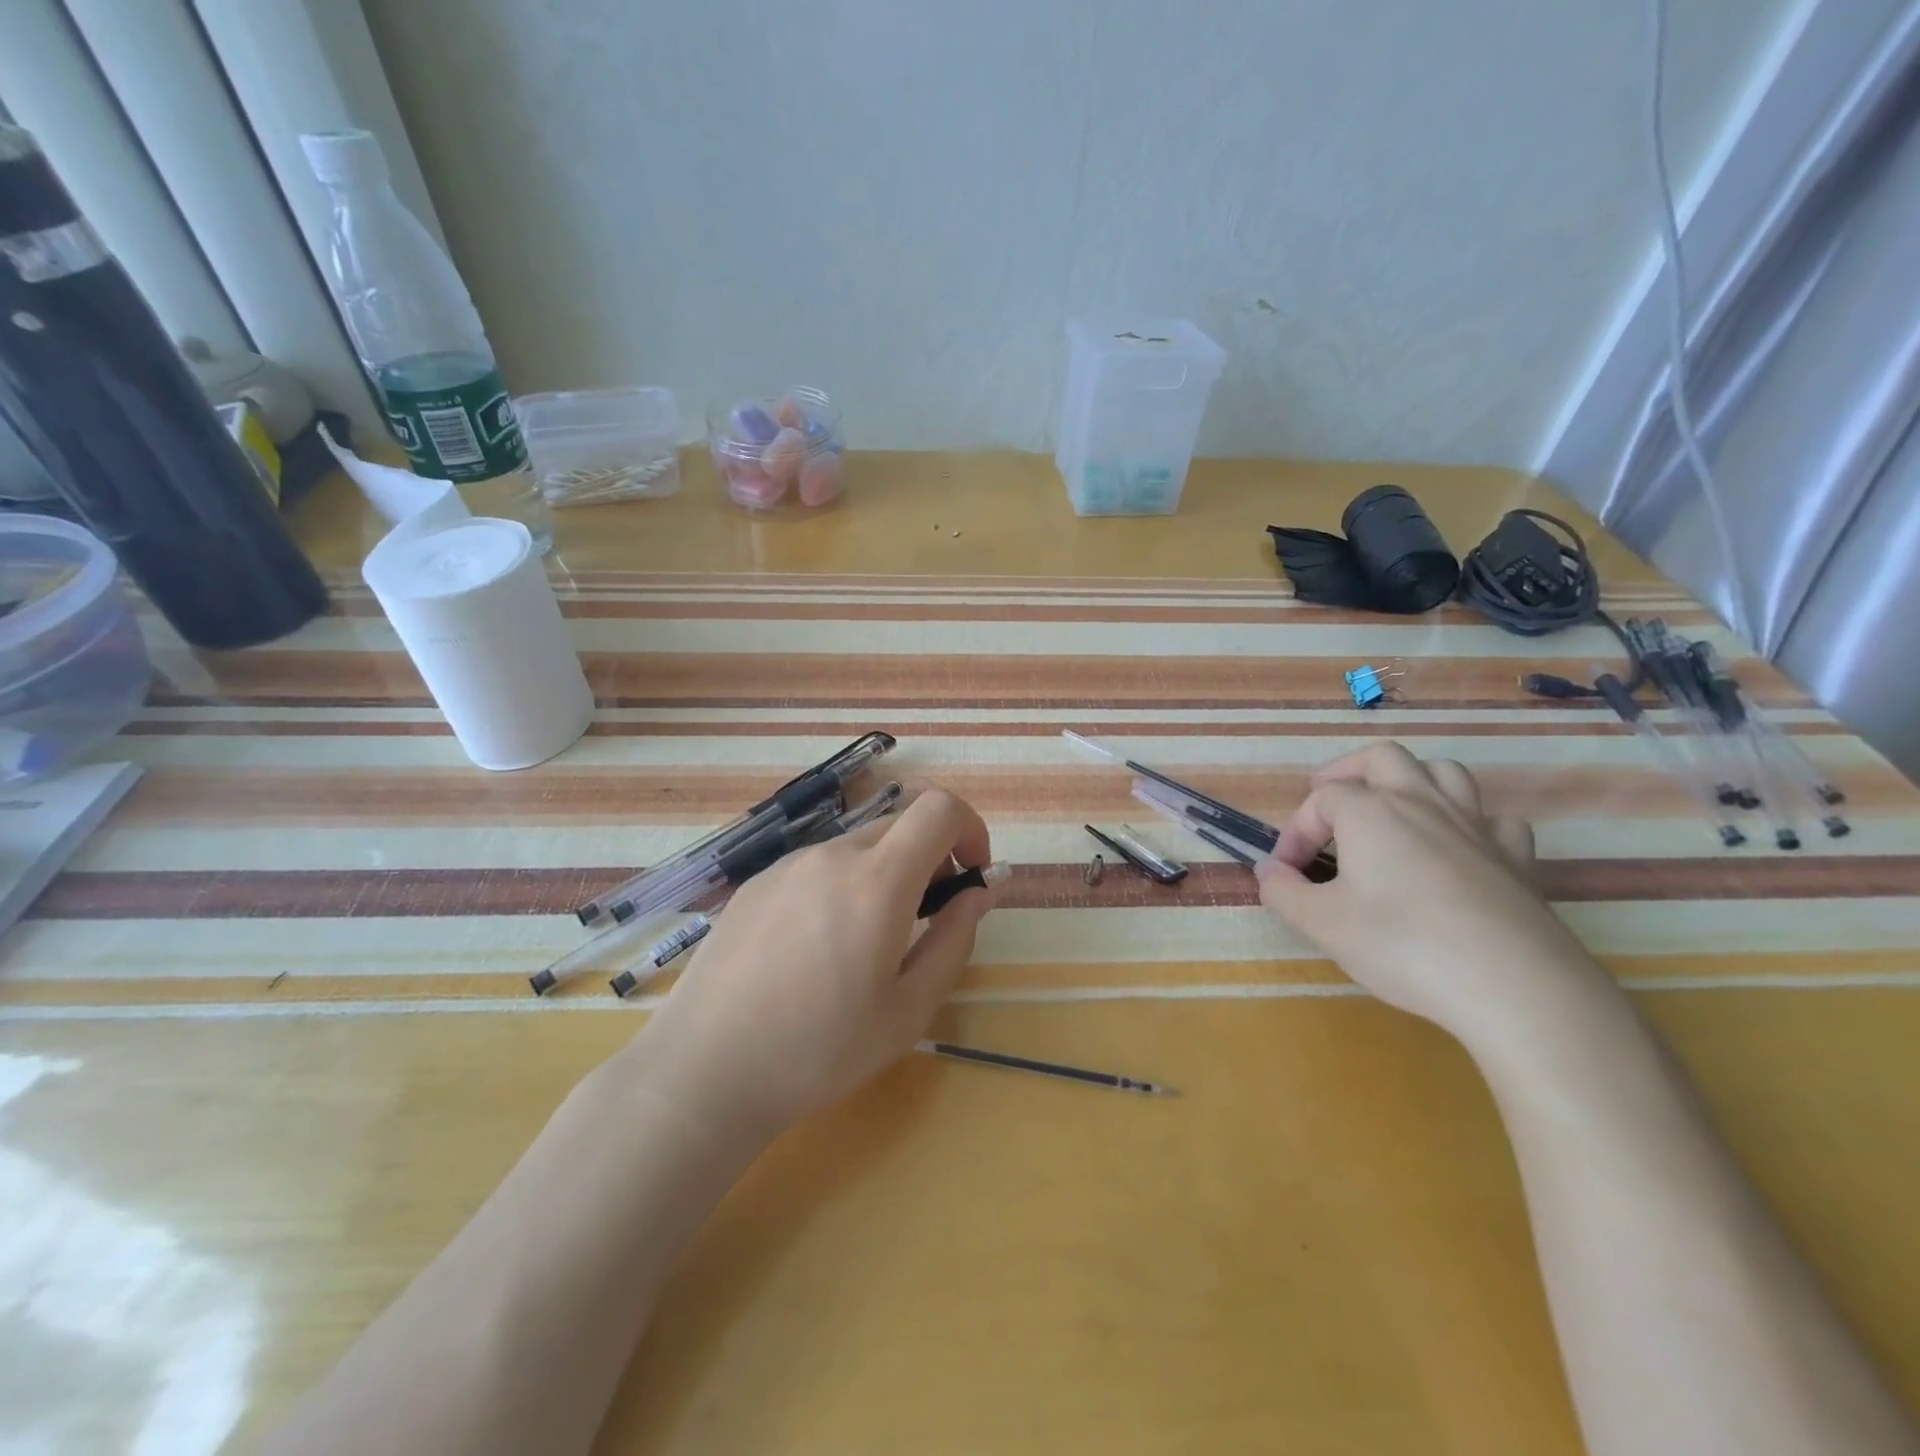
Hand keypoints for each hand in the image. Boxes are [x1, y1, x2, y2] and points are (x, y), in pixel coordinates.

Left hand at [622, 787, 997, 1147]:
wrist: (704, 1071)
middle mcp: (831, 855)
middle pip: (900, 823)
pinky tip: (816, 947)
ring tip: (868, 941)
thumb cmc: (819, 1050)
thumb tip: (977, 893)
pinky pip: (817, 865)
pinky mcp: (755, 883)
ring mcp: (787, 865)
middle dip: (931, 855)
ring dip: (884, 872)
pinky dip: (842, 884)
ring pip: (857, 845)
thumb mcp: (908, 1010)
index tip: (970, 875)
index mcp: (876, 881)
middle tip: (927, 916)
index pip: (939, 808)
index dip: (969, 829)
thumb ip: (953, 940)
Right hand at [1255, 742, 1610, 1051]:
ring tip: (1392, 811)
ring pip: (1444, 773)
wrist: (1514, 987)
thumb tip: (1266, 872)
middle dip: (1348, 772)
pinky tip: (1460, 850)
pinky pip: (1495, 820)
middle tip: (1328, 801)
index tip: (1285, 872)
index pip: (1321, 800)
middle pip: (1383, 758)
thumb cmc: (1403, 946)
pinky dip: (1471, 824)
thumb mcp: (1322, 924)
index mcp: (1371, 812)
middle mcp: (1423, 804)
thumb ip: (1283, 892)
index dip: (1295, 831)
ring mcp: (1476, 827)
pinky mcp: (1517, 859)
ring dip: (1412, 782)